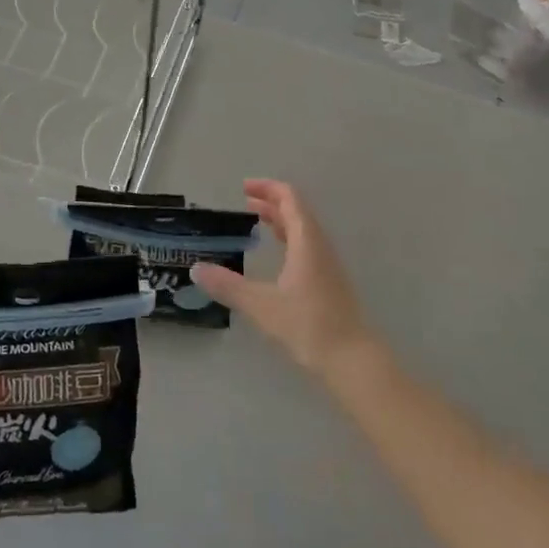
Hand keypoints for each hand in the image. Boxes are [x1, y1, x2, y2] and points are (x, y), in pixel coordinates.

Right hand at [192, 179, 374, 376]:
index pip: (290, 199)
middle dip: (272, 202)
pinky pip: (307, 247)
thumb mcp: (261, 304)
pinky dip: (289, 239)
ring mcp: (327, 265)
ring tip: (257, 221)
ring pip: (304, 230)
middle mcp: (319, 246)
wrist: (352, 359)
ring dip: (281, 220)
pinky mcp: (329, 282)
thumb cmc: (308, 325)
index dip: (268, 188)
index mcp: (307, 242)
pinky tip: (277, 256)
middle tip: (245, 202)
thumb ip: (228, 286)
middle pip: (298, 211)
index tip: (244, 188)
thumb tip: (196, 269)